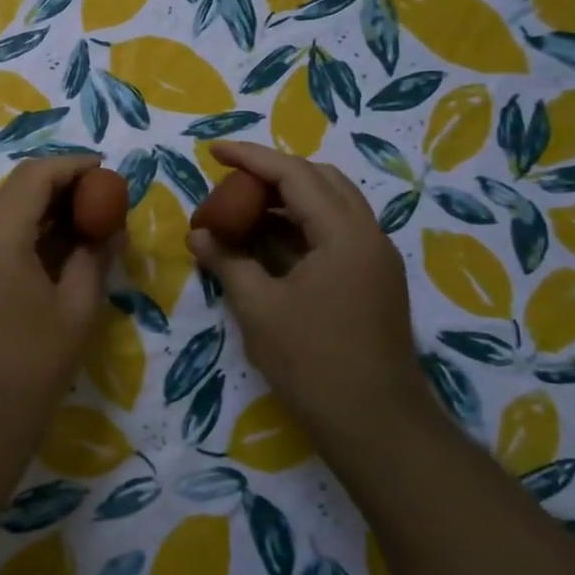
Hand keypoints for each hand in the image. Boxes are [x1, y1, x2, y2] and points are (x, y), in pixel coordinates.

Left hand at [0, 156, 115, 447]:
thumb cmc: (32, 368)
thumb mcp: (77, 309)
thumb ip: (94, 257)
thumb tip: (112, 227)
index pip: (35, 177)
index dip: (73, 167)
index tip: (106, 172)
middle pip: (15, 190)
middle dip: (59, 186)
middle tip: (100, 198)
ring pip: (1, 211)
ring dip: (40, 209)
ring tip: (84, 221)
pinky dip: (22, 232)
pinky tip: (53, 247)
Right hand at [184, 142, 427, 447]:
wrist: (375, 424)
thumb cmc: (312, 361)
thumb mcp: (258, 307)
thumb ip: (227, 261)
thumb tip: (198, 234)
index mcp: (344, 233)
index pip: (294, 174)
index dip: (250, 158)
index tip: (213, 150)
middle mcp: (368, 235)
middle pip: (320, 180)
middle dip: (273, 174)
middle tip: (231, 181)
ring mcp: (375, 259)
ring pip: (330, 206)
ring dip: (287, 200)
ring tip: (243, 210)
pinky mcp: (372, 281)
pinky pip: (334, 234)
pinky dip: (299, 228)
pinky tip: (266, 244)